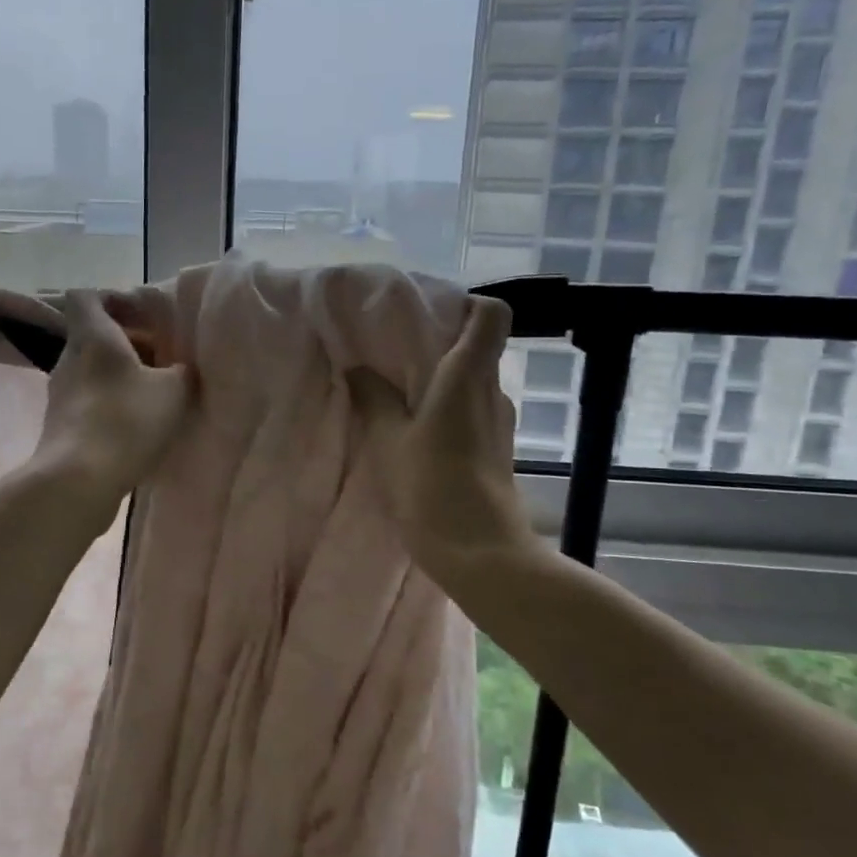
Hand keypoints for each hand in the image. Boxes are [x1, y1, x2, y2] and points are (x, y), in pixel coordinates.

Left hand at [32, 290, 193, 506]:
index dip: (113, 299)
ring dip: (120, 378)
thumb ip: (182, 372)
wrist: (78, 481)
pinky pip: (89, 402)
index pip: (86, 297)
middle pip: (93, 336)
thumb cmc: (126, 421)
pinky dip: (111, 406)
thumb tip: (181, 370)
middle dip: (127, 344)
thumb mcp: (174, 390)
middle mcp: (69, 358)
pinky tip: (136, 428)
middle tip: (160, 360)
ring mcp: (60, 394)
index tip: (143, 317)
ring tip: (153, 396)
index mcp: (93, 336)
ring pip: (92, 371)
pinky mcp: (60, 426)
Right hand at [347, 297, 535, 585]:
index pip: (492, 315)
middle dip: (441, 343)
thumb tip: (357, 369)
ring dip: (442, 380)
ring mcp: (499, 422)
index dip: (467, 304)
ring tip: (400, 391)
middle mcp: (493, 391)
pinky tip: (418, 429)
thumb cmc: (431, 485)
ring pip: (474, 382)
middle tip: (396, 352)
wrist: (479, 551)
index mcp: (468, 376)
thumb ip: (373, 398)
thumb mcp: (388, 439)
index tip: (430, 313)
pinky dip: (449, 408)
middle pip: (479, 347)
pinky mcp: (497, 449)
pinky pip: (473, 411)